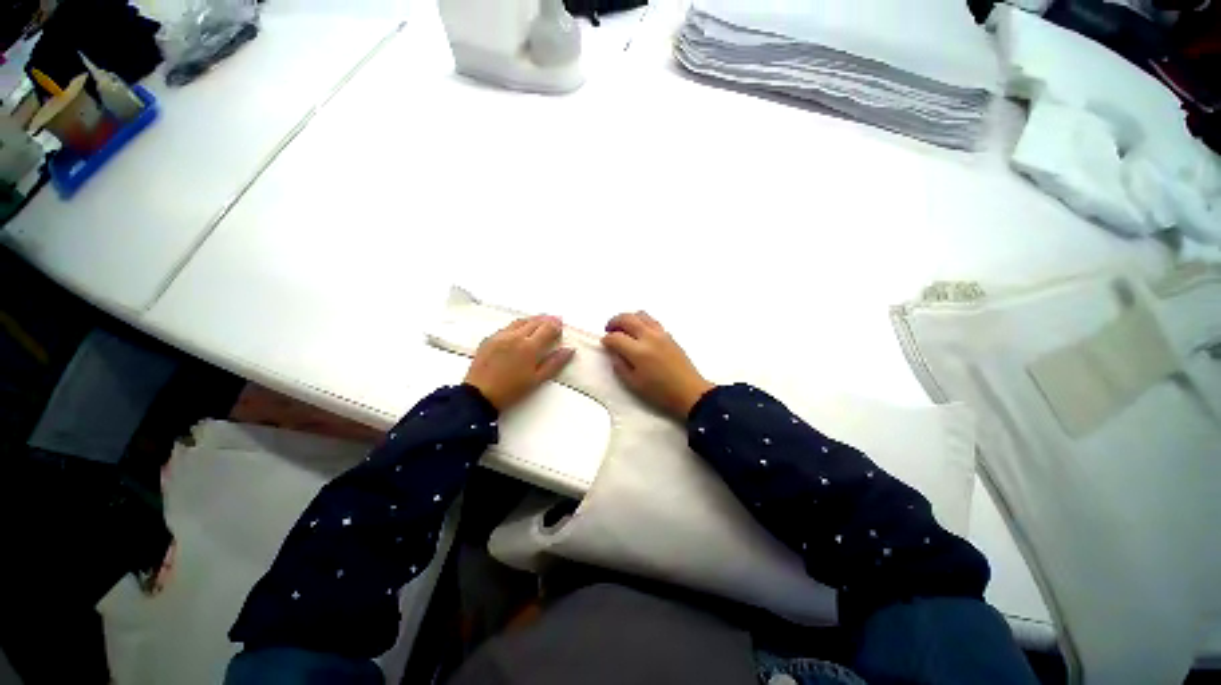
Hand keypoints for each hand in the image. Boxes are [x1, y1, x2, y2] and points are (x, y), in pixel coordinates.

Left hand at [465, 316, 574, 411]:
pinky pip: (507, 327)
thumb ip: (554, 363)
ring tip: (540, 321)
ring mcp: (500, 335)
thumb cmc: (512, 390)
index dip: (556, 326)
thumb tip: (569, 350)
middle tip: (555, 320)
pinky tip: (520, 330)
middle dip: (546, 320)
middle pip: (535, 322)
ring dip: (533, 320)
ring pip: (520, 321)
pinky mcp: (489, 339)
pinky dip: (518, 325)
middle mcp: (515, 336)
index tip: (561, 326)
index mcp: (529, 347)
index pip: (547, 328)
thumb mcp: (537, 380)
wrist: (479, 395)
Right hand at [602, 312, 713, 417]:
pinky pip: (651, 321)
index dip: (607, 339)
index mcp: (638, 351)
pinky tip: (639, 334)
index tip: (604, 344)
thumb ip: (620, 365)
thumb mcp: (634, 384)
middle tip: (609, 330)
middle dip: (614, 322)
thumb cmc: (660, 392)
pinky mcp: (669, 335)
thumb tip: (614, 353)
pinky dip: (641, 322)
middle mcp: (649, 337)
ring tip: (624, 329)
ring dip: (629, 318)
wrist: (689, 391)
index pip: (616, 337)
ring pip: (641, 315)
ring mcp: (661, 333)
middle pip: (627, 318)